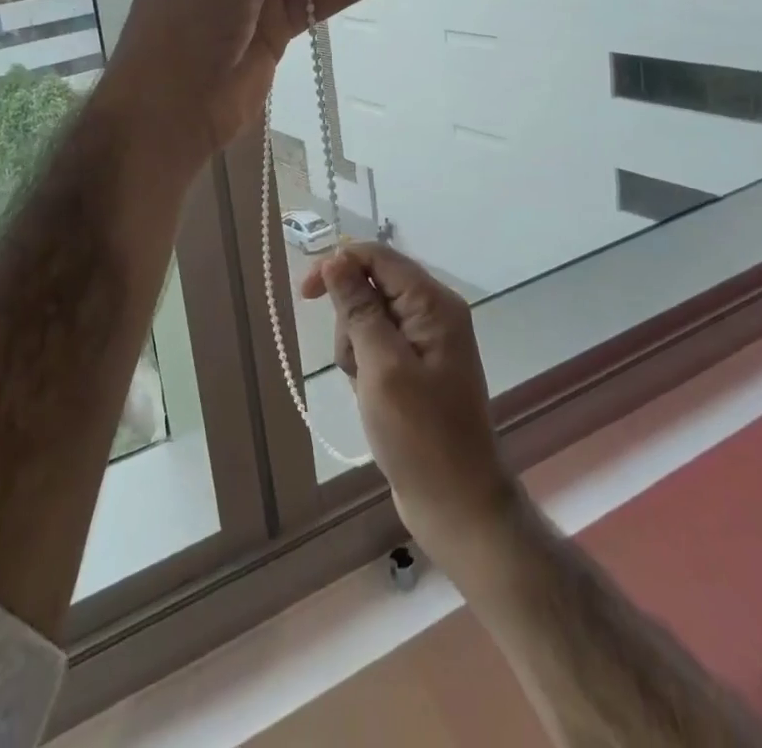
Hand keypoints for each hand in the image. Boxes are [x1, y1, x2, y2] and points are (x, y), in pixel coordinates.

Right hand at [302, 244, 516, 568]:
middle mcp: (433, 312)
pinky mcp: (417, 366)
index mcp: (433, 303)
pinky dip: (364, 365)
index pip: (378, 257)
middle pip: (371, 286)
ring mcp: (426, 340)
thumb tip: (336, 259)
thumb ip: (359, 308)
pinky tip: (371, 396)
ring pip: (369, 317)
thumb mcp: (382, 366)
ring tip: (367, 388)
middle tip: (356, 365)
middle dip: (350, 320)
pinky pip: (377, 345)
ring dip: (355, 347)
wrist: (456, 504)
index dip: (339, 265)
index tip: (306, 294)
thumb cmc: (420, 435)